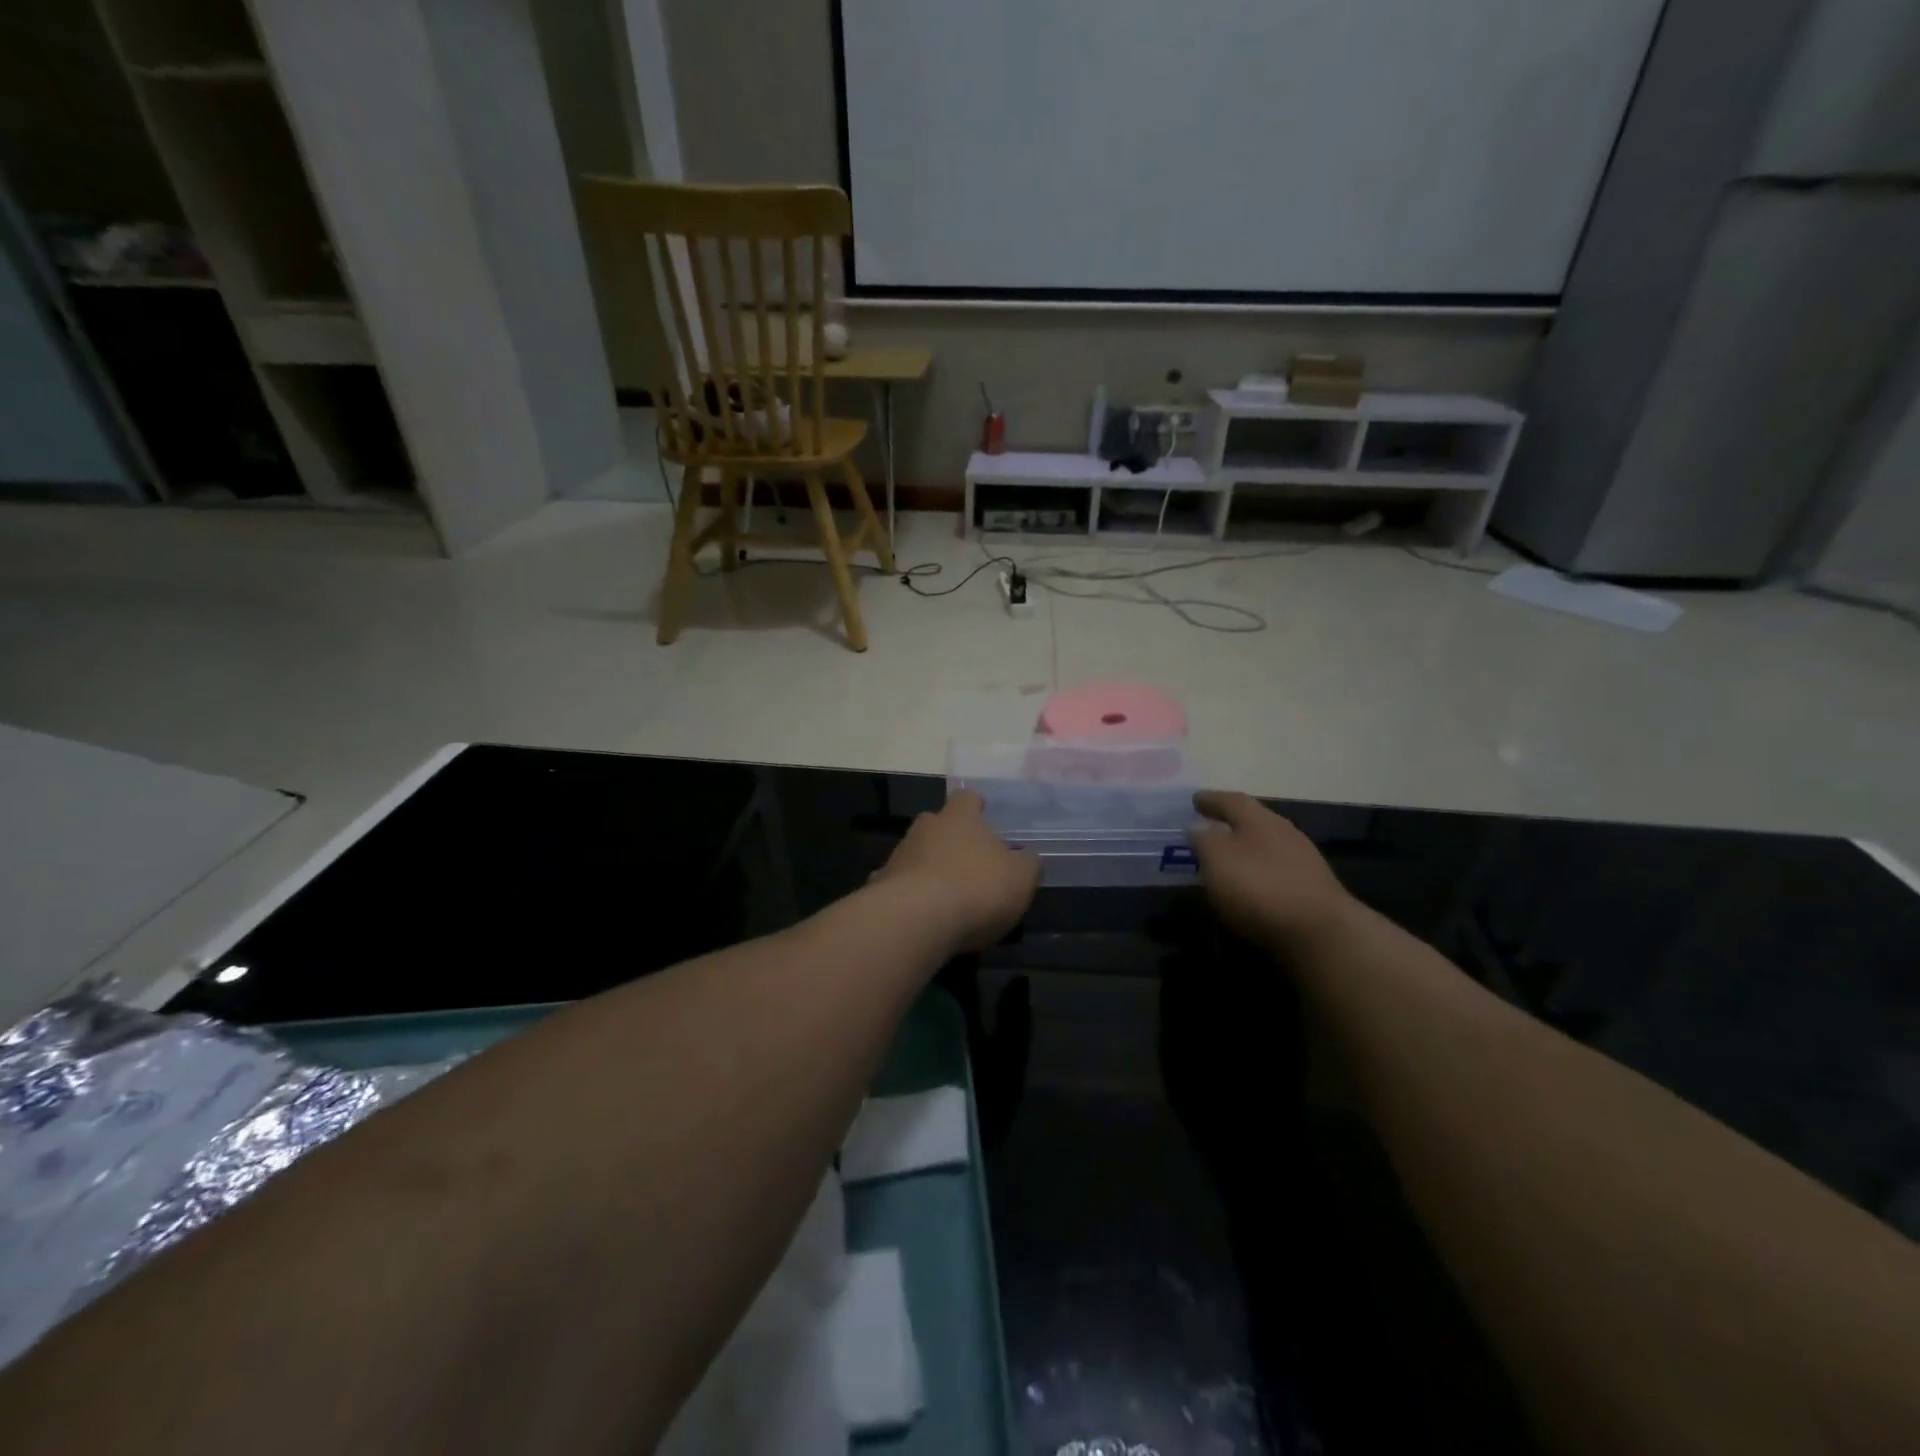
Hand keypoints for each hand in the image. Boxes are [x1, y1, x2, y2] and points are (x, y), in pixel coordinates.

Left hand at [871, 790, 1039, 951]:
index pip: (967, 798)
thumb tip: (1027, 857)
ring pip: (915, 853)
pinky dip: (907, 894)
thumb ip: (1027, 864)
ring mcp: (898, 856)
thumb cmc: (976, 888)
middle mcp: (925, 828)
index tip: (983, 813)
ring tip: (945, 893)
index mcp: (960, 818)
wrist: (916, 920)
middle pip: (936, 824)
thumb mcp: (1020, 878)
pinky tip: (917, 914)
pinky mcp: (879, 886)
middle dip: (949, 837)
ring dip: (928, 866)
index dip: (976, 805)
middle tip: (966, 858)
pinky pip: (896, 885)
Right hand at [1187, 791, 1353, 949]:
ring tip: (1225, 862)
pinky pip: (1276, 872)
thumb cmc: (1260, 888)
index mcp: (1260, 819)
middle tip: (1207, 829)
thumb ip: (1204, 839)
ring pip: (1266, 847)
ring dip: (1245, 851)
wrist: (1322, 934)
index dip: (1211, 800)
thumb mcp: (1217, 858)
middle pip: (1253, 821)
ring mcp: (1303, 862)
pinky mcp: (1312, 891)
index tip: (1194, 800)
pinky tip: (1249, 888)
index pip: (1231, 801)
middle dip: (1230, 824)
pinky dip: (1258, 874)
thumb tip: (1198, 828)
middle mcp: (1285, 833)